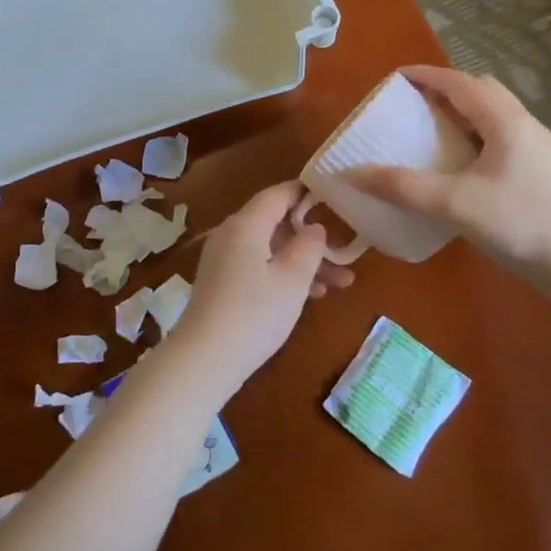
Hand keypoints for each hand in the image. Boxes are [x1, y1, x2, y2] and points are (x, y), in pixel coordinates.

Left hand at [165, 181, 352, 402]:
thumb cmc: (255, 313)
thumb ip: (309, 246)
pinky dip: (283, 274)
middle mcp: (231, 234)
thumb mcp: (293, 279)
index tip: (334, 196)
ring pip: (270, 249)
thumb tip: (314, 227)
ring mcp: (223, 259)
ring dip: (303, 261)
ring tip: (342, 282)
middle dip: (312, 237)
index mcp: (246, 224)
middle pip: (276, 223)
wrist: (204, 359)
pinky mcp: (221, 282)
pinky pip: (258, 266)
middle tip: (346, 250)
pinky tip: (311, 295)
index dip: (306, 192)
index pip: (279, 194)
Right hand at [354, 66, 550, 285]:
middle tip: (412, 104)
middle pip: (480, 90)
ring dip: (461, 111)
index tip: (393, 78)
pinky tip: (459, 161)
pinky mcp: (538, 168)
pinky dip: (473, 132)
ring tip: (431, 129)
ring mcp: (535, 146)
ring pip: (493, 112)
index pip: (459, 82)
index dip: (425, 75)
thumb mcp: (453, 203)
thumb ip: (402, 187)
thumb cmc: (519, 223)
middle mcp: (522, 124)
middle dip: (444, 89)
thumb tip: (352, 173)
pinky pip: (499, 134)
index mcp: (504, 120)